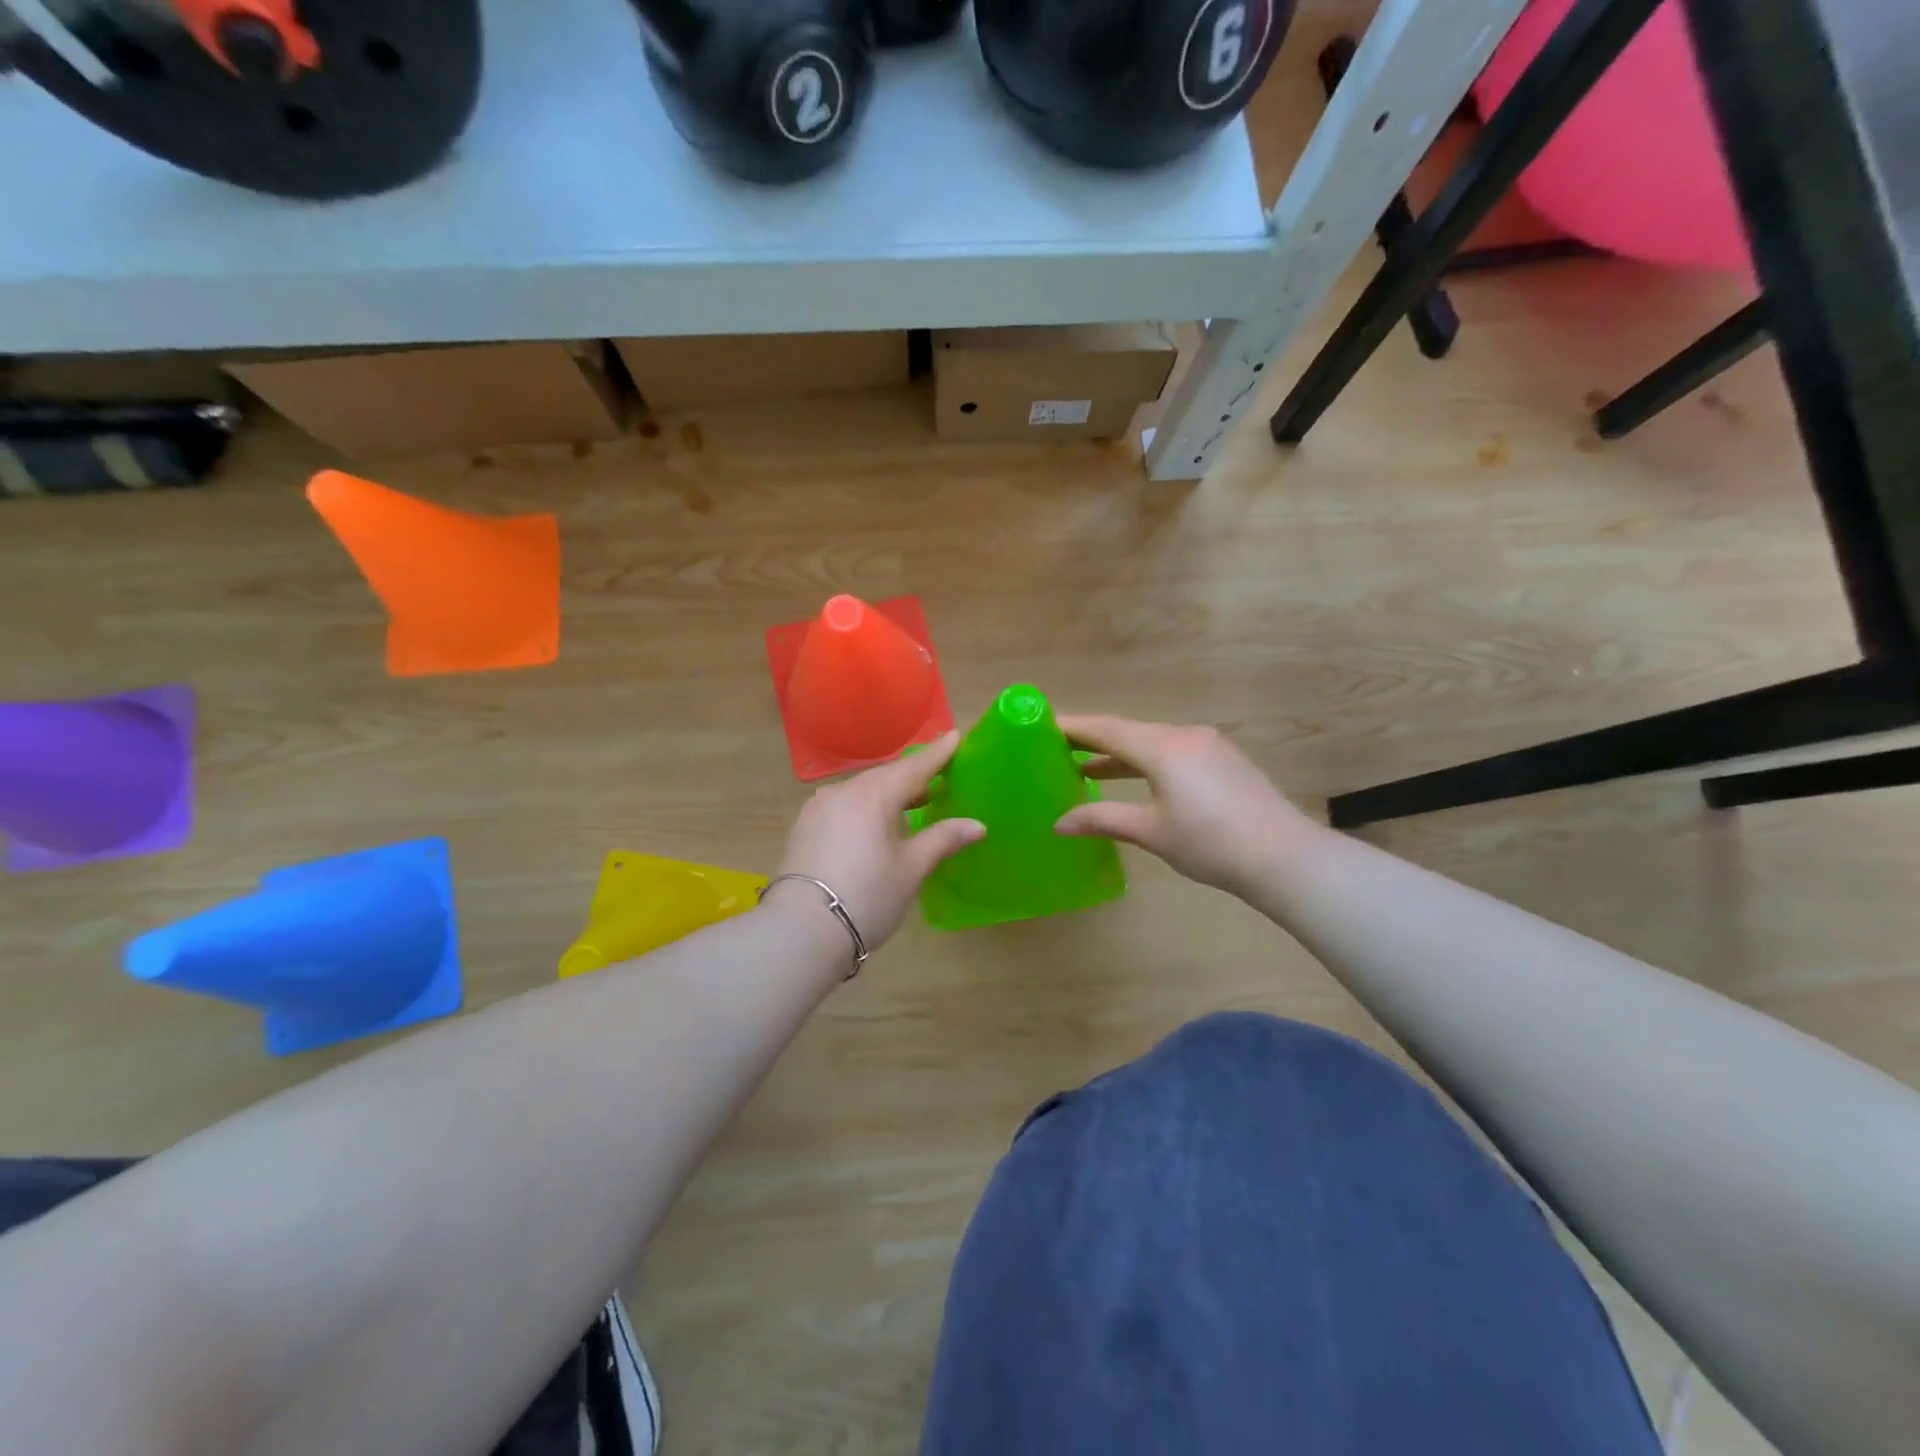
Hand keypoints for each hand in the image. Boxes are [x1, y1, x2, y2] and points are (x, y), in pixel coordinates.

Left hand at [769, 732, 984, 956]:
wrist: (801, 930)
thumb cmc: (867, 896)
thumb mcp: (911, 869)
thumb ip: (943, 840)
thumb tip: (977, 825)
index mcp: (875, 794)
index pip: (915, 766)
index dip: (938, 753)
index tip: (955, 736)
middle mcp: (845, 790)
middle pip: (886, 775)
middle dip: (913, 776)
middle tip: (939, 778)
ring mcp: (819, 807)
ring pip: (862, 790)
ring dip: (888, 793)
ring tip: (912, 804)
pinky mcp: (805, 826)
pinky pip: (844, 805)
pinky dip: (865, 807)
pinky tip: (875, 824)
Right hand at [1053, 716, 1315, 898]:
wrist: (1284, 857)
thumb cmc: (1210, 844)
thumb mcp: (1150, 832)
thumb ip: (1102, 819)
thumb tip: (1059, 823)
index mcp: (1163, 747)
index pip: (1106, 729)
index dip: (1072, 727)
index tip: (1042, 725)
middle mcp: (1184, 735)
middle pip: (1128, 731)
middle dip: (1092, 740)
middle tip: (1057, 748)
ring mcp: (1208, 745)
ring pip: (1152, 741)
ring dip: (1119, 754)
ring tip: (1085, 767)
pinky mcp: (1223, 759)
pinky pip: (1172, 751)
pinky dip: (1145, 761)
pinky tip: (1135, 779)